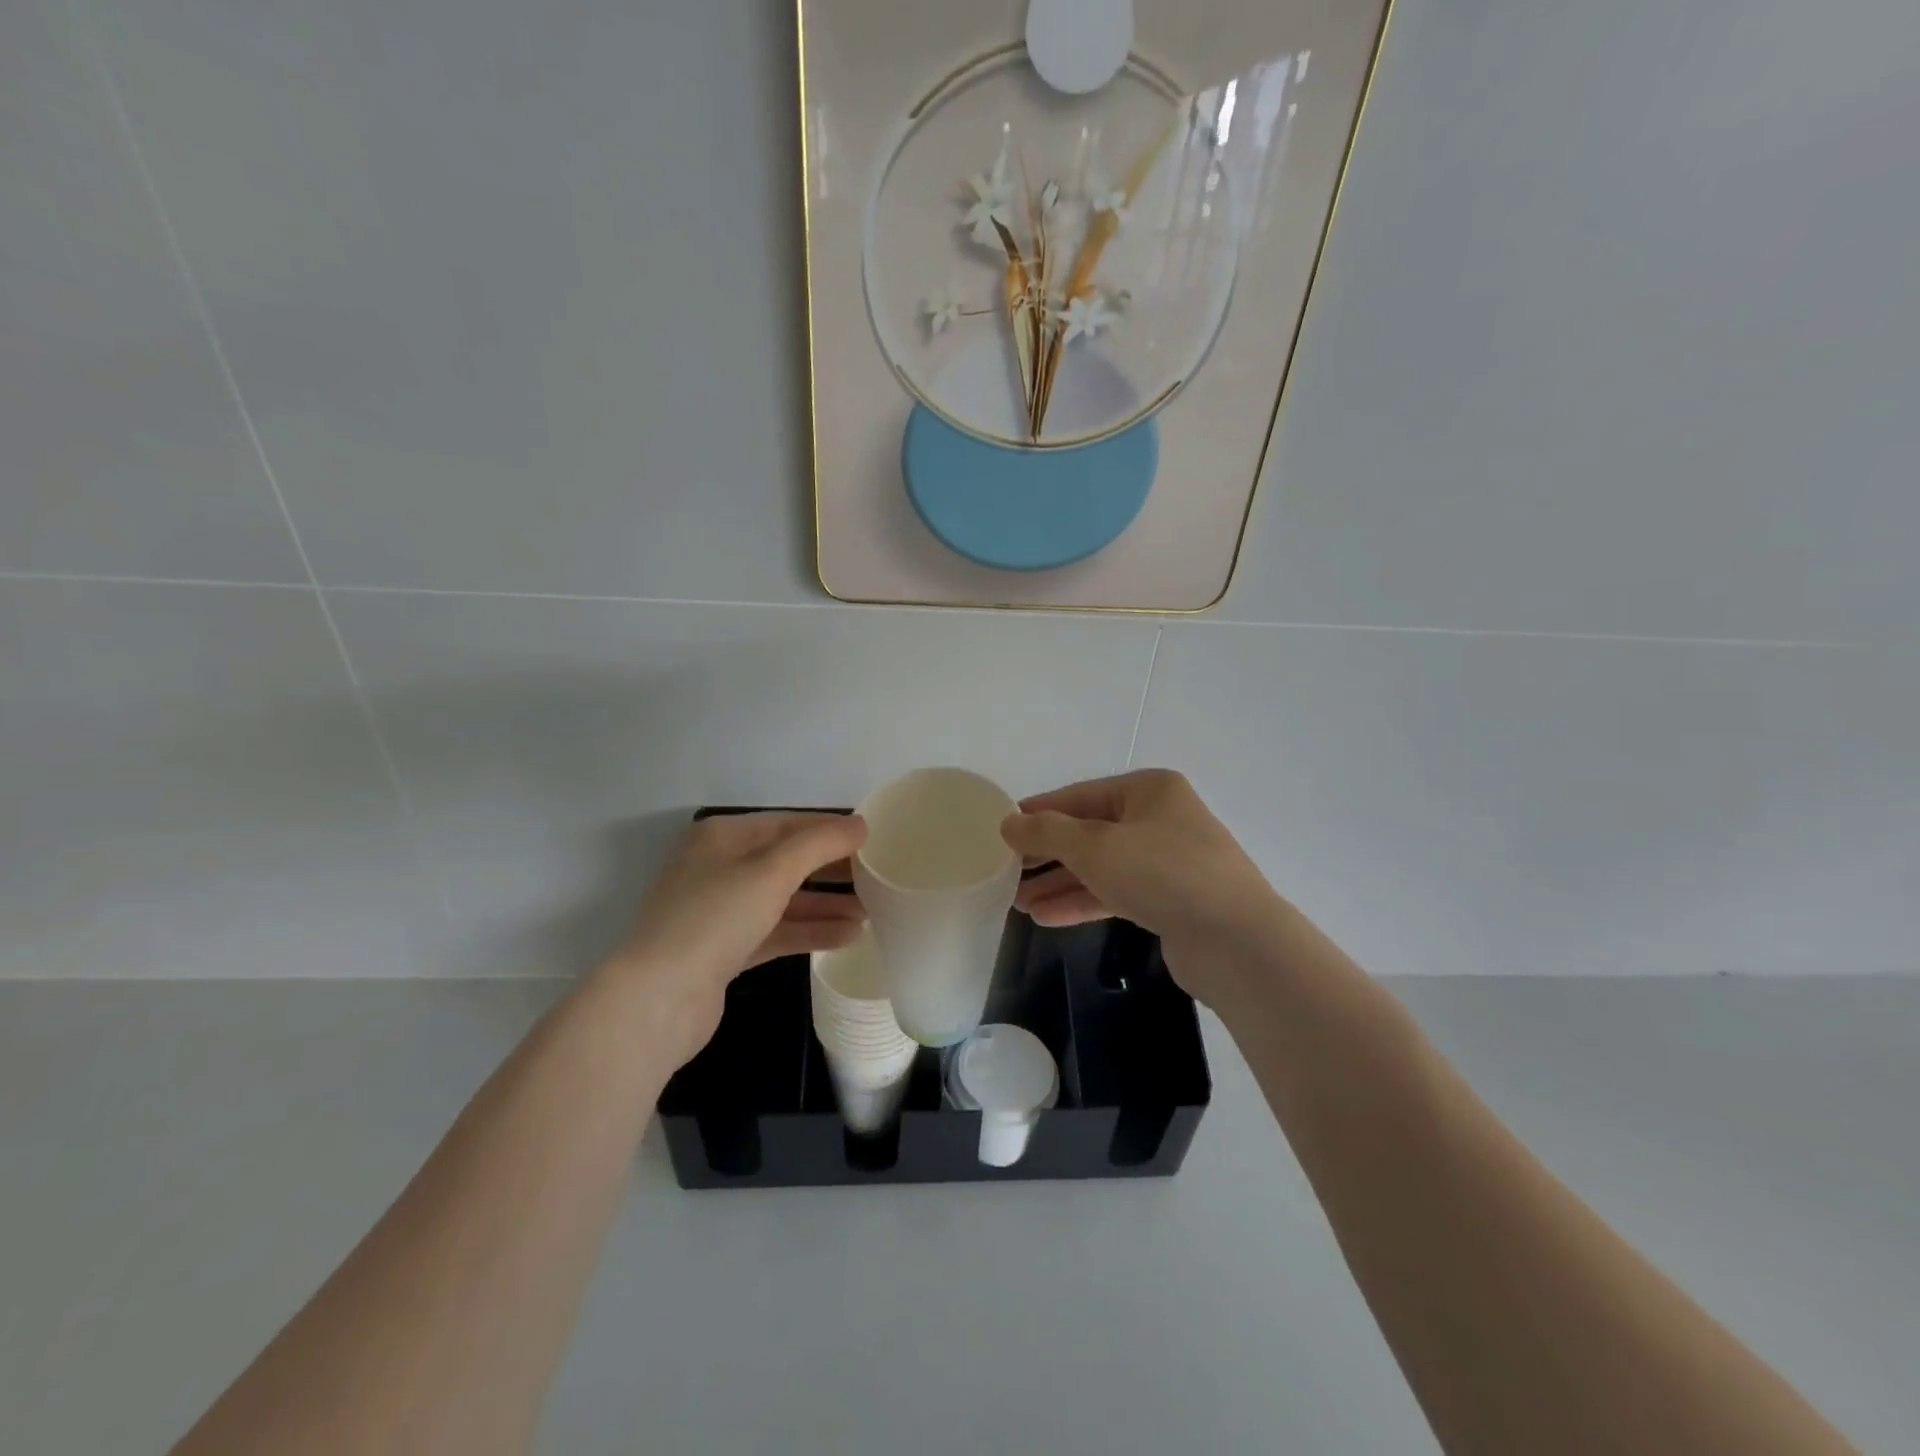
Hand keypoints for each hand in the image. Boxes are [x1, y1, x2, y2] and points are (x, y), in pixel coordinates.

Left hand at [605, 812, 867, 1063]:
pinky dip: (810, 932)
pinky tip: (848, 936)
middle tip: (877, 877)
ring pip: (784, 900)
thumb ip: (820, 844)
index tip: (873, 840)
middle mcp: (720, 868)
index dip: (830, 831)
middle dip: (832, 871)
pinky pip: (777, 932)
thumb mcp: (773, 870)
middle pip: (787, 862)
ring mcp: (721, 911)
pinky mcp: (726, 950)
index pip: (788, 825)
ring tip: (872, 911)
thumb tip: (860, 824)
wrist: (659, 998)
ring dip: (826, 905)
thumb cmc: (716, 917)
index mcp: (723, 837)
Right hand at [1001, 770, 1281, 1001]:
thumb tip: (1008, 823)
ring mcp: (1168, 862)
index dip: (1040, 811)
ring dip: (1060, 883)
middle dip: (1047, 854)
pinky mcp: (1170, 900)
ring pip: (1102, 867)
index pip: (1081, 795)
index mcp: (1149, 791)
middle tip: (1006, 871)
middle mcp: (1160, 819)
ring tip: (1017, 902)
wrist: (1236, 941)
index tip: (1004, 827)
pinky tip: (1046, 918)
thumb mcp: (1094, 846)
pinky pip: (1116, 893)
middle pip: (1090, 832)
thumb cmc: (1162, 873)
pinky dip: (1083, 902)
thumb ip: (1046, 832)